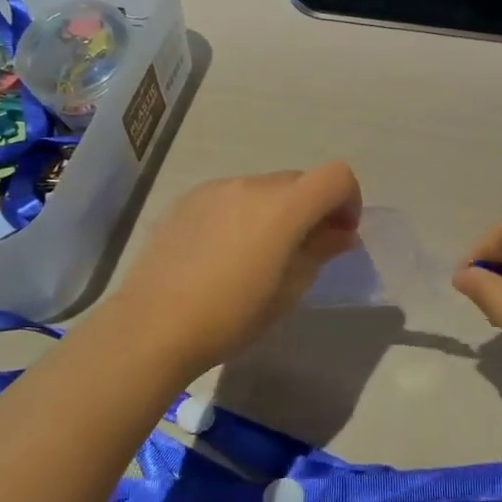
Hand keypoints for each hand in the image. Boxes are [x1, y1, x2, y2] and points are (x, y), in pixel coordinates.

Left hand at [104, 162, 362, 381]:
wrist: (153, 326)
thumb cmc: (232, 315)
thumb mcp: (289, 291)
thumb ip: (320, 251)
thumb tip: (341, 233)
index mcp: (284, 206)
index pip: (337, 176)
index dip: (349, 200)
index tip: (340, 234)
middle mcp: (252, 185)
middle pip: (299, 182)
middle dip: (311, 208)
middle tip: (303, 250)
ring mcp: (216, 188)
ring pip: (263, 189)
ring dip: (275, 211)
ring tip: (256, 255)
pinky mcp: (188, 199)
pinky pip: (230, 197)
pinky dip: (241, 214)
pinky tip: (221, 253)